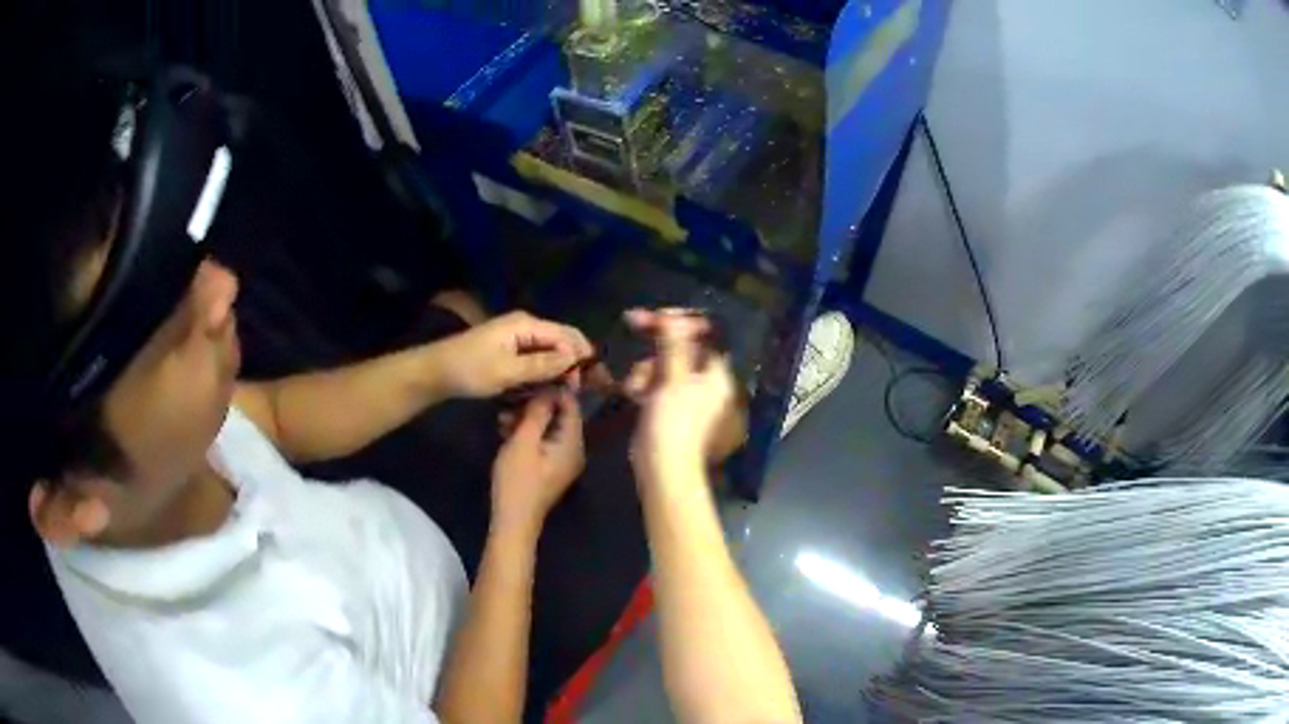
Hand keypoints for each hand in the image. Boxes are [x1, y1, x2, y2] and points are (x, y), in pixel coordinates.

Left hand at [436, 311, 594, 398]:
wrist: (435, 372)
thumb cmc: (470, 370)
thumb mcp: (507, 371)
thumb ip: (541, 364)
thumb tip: (574, 358)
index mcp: (526, 324)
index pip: (567, 335)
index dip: (584, 356)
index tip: (594, 382)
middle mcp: (526, 325)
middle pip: (561, 341)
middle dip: (575, 363)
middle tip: (581, 391)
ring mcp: (517, 337)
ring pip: (550, 350)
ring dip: (560, 369)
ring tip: (568, 392)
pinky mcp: (510, 349)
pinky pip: (536, 357)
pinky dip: (545, 371)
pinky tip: (549, 388)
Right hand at [492, 391, 585, 533]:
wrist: (512, 521)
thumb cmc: (518, 481)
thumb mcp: (524, 441)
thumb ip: (538, 412)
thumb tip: (549, 386)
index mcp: (573, 443)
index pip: (571, 405)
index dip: (555, 388)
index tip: (533, 374)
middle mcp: (573, 450)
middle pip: (559, 416)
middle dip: (536, 404)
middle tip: (512, 395)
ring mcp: (561, 460)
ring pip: (547, 428)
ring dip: (527, 418)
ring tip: (503, 414)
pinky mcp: (548, 468)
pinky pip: (541, 441)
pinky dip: (526, 433)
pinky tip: (505, 428)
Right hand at [624, 309, 738, 483]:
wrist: (661, 468)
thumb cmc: (674, 424)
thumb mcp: (673, 379)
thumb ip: (673, 344)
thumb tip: (673, 317)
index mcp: (716, 373)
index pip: (704, 333)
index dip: (680, 319)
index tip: (656, 313)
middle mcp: (704, 380)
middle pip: (680, 345)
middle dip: (656, 343)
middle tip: (631, 319)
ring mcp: (685, 393)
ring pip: (662, 362)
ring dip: (645, 368)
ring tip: (636, 385)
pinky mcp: (667, 405)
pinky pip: (654, 381)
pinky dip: (643, 384)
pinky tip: (634, 395)